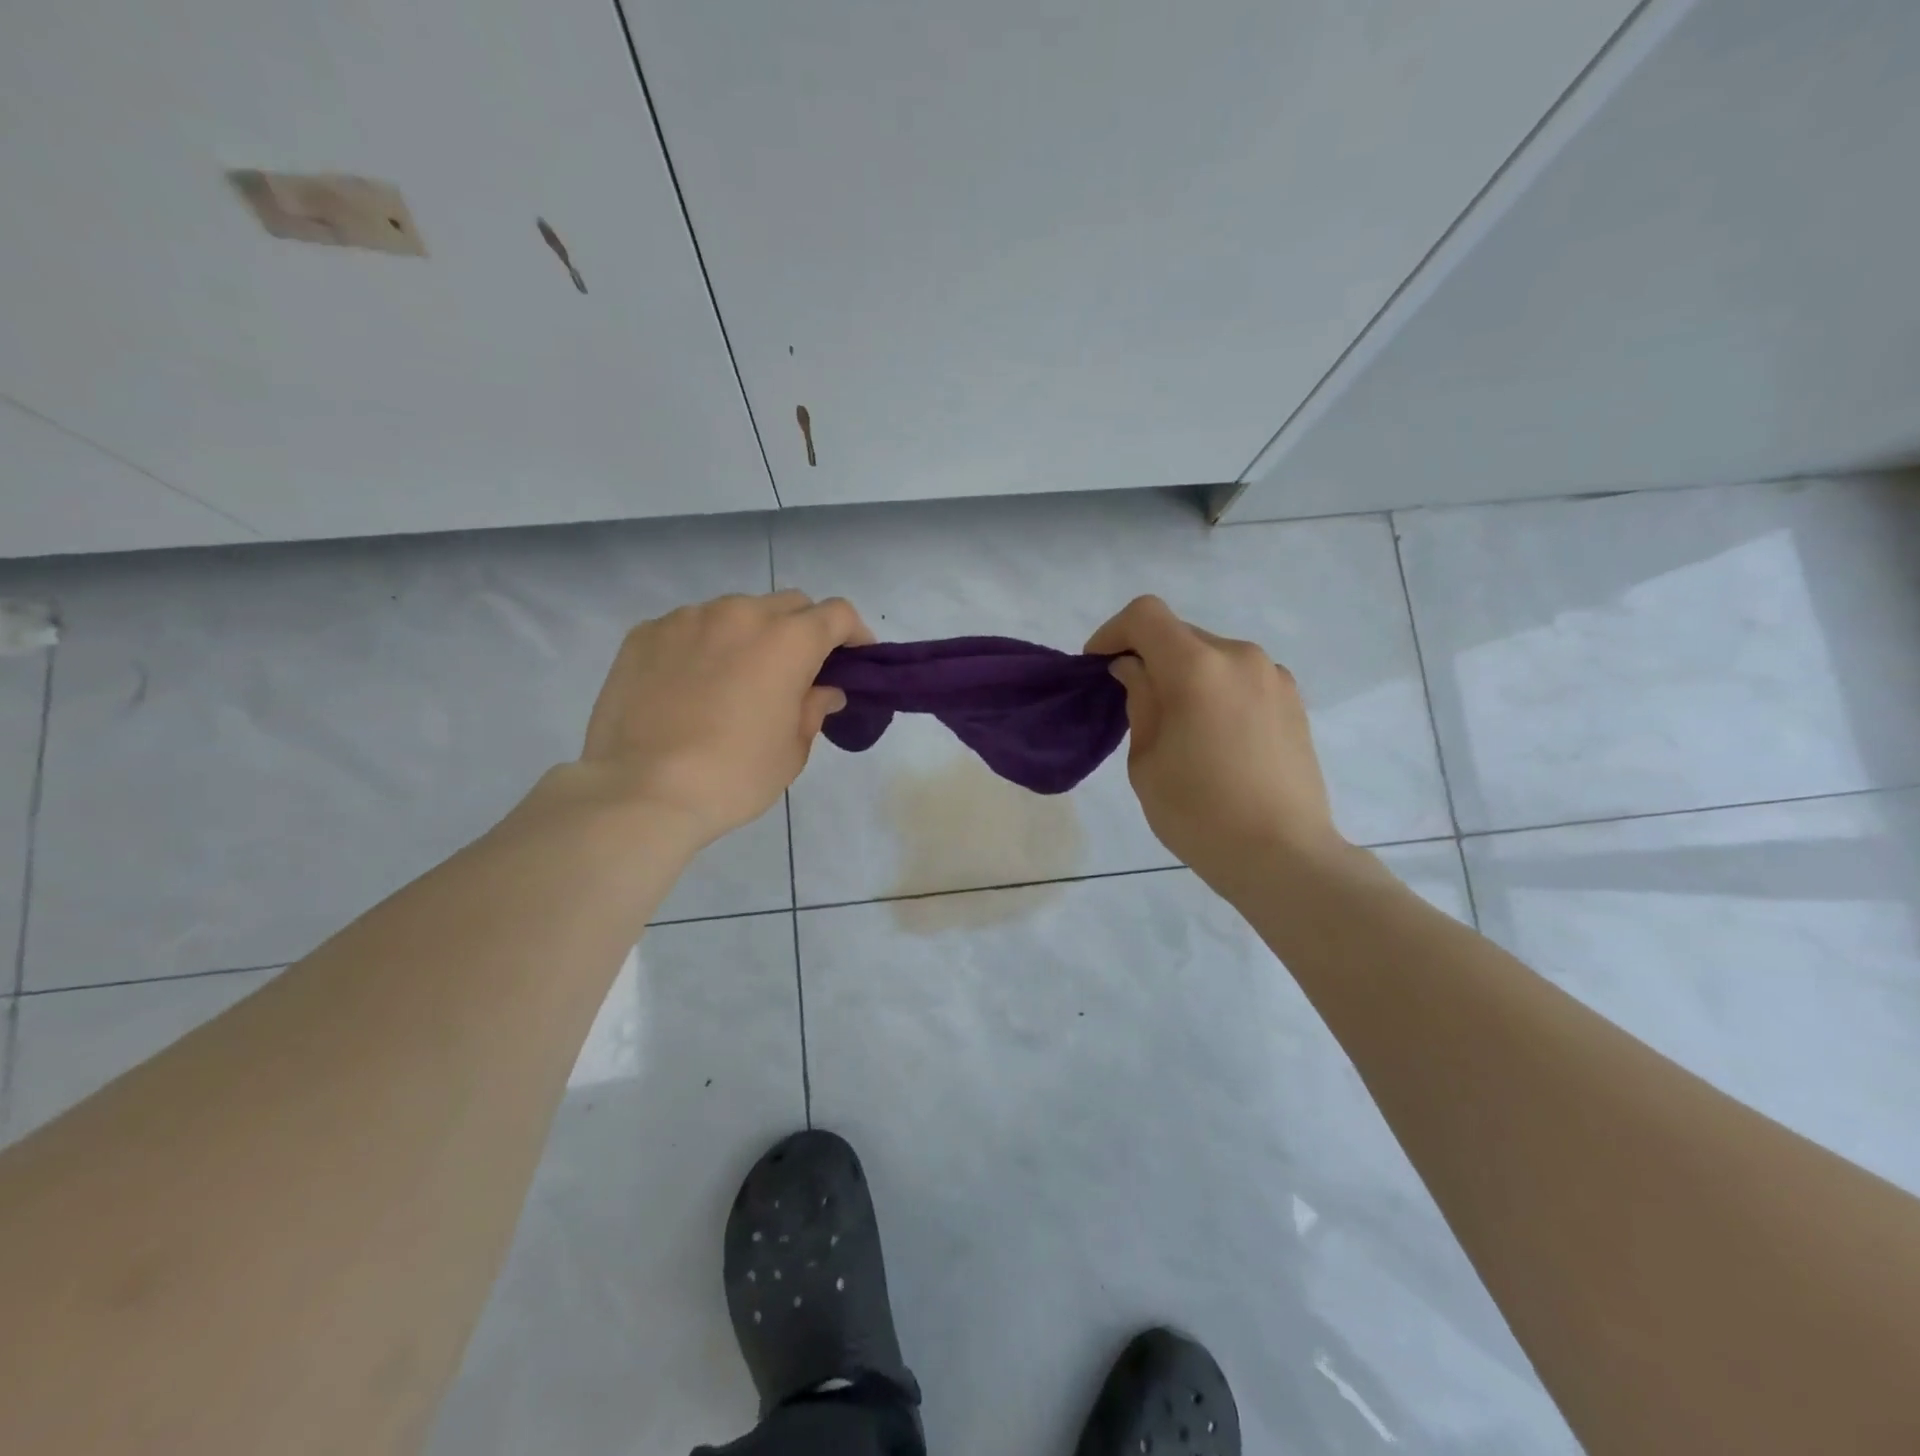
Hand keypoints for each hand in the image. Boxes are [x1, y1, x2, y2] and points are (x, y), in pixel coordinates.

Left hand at [578, 591, 871, 845]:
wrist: (642, 791)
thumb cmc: (734, 776)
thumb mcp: (792, 750)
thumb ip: (814, 708)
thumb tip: (824, 690)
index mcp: (787, 640)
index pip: (837, 614)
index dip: (854, 634)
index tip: (855, 660)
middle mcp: (740, 614)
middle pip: (789, 604)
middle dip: (804, 630)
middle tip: (798, 671)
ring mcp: (688, 619)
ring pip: (736, 612)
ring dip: (751, 635)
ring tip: (738, 678)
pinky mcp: (645, 633)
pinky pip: (690, 627)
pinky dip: (704, 645)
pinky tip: (692, 684)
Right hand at [1086, 596, 1346, 891]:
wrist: (1283, 856)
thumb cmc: (1199, 814)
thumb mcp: (1146, 760)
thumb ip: (1139, 701)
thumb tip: (1135, 670)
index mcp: (1197, 668)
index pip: (1146, 615)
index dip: (1113, 632)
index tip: (1099, 666)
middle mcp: (1240, 657)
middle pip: (1180, 634)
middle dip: (1148, 656)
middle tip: (1133, 701)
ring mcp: (1273, 677)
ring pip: (1212, 656)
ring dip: (1185, 674)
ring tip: (1178, 724)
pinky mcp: (1293, 700)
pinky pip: (1240, 677)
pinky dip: (1216, 689)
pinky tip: (1215, 736)